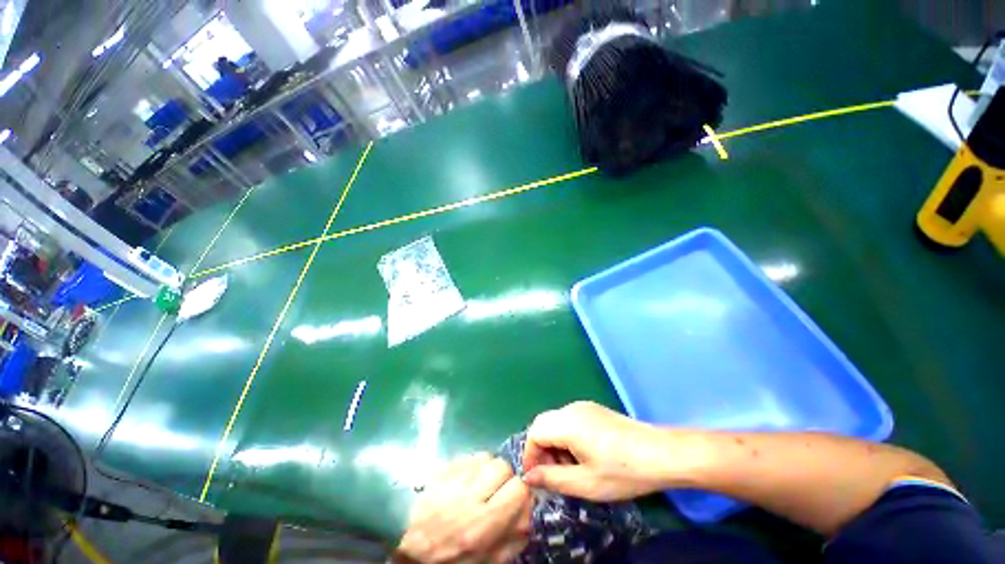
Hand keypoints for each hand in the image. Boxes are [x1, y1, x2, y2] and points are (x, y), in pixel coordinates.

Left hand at [396, 453, 531, 562]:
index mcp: (482, 526)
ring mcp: (452, 477)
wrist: (404, 542)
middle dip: (504, 477)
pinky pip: (468, 455)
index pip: (518, 488)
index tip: (513, 499)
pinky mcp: (441, 466)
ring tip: (478, 484)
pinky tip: (464, 479)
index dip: (519, 492)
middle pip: (503, 467)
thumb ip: (511, 540)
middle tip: (494, 490)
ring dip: (487, 468)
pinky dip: (472, 464)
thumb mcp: (484, 561)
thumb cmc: (446, 556)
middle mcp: (469, 496)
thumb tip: (528, 513)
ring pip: (486, 457)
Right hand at [523, 401, 671, 500]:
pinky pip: (570, 419)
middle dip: (541, 449)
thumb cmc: (623, 471)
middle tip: (552, 474)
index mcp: (567, 423)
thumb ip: (553, 478)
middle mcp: (572, 409)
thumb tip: (529, 476)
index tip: (537, 477)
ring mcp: (585, 407)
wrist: (661, 454)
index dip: (530, 455)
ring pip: (556, 421)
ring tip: (569, 468)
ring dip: (554, 443)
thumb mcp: (586, 483)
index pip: (534, 432)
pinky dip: (566, 436)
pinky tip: (582, 455)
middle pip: (544, 423)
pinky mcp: (595, 410)